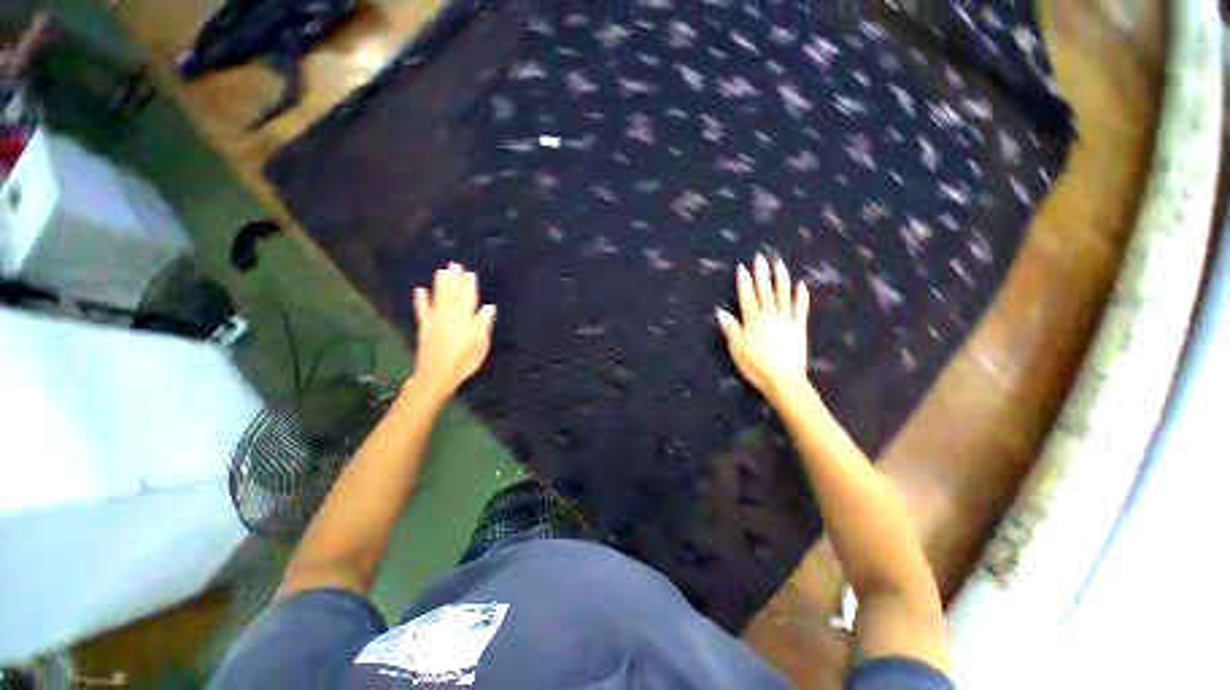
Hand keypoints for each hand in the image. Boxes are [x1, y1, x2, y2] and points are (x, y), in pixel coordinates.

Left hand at [409, 263, 495, 401]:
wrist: (437, 374)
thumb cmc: (464, 361)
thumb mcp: (481, 344)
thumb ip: (483, 324)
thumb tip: (489, 307)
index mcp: (465, 318)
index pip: (468, 297)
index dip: (469, 284)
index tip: (469, 272)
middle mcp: (449, 314)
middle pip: (452, 293)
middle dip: (454, 278)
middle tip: (454, 264)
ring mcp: (435, 319)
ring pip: (438, 296)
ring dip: (440, 283)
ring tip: (441, 271)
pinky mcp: (424, 326)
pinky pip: (422, 309)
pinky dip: (421, 299)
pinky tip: (420, 290)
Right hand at [716, 254, 810, 400]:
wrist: (784, 380)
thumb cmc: (756, 366)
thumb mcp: (737, 350)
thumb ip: (731, 329)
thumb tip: (721, 312)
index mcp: (753, 321)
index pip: (747, 297)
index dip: (744, 282)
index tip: (742, 267)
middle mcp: (769, 316)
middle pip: (765, 291)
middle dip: (762, 273)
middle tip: (760, 257)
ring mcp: (786, 320)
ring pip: (783, 295)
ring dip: (781, 278)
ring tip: (779, 263)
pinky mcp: (798, 327)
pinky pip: (800, 309)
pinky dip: (800, 296)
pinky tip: (801, 285)